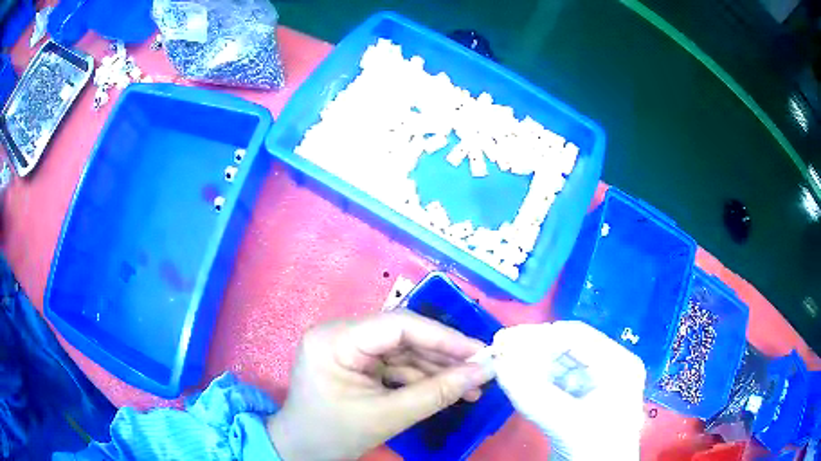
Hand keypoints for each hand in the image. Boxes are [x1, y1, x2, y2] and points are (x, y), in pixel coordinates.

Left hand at [267, 311, 494, 459]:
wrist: (302, 452)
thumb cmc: (334, 435)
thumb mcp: (388, 416)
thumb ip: (438, 393)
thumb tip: (483, 371)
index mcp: (335, 340)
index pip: (397, 325)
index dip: (444, 337)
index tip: (481, 352)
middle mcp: (340, 334)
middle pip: (403, 336)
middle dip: (444, 356)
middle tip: (481, 370)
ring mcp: (348, 348)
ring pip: (404, 351)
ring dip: (437, 369)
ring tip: (472, 388)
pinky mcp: (356, 363)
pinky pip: (395, 365)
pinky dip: (421, 378)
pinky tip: (448, 390)